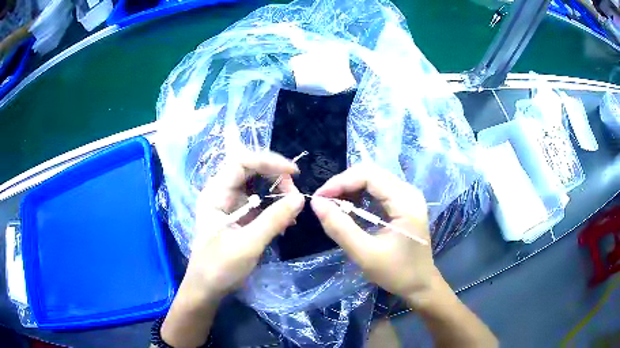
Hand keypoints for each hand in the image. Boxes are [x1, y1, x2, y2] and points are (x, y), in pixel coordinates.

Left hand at [184, 151, 304, 300]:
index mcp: (215, 193)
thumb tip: (300, 198)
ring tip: (292, 213)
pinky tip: (286, 223)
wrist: (207, 289)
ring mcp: (230, 205)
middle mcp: (221, 193)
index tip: (293, 172)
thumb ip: (273, 220)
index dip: (268, 161)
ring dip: (277, 194)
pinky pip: (259, 204)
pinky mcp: (238, 217)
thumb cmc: (219, 267)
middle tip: (294, 195)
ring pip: (257, 187)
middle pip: (251, 171)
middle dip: (275, 178)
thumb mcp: (248, 244)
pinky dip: (274, 209)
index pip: (241, 162)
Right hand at [310, 164, 442, 306]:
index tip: (319, 198)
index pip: (369, 175)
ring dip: (350, 189)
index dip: (340, 182)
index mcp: (406, 202)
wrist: (420, 284)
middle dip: (343, 184)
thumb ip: (340, 228)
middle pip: (371, 173)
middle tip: (324, 202)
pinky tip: (350, 209)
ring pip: (373, 179)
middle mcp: (409, 192)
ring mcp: (408, 196)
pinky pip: (378, 189)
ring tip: (334, 206)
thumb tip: (316, 203)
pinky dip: (360, 195)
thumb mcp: (365, 255)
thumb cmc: (397, 273)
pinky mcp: (404, 203)